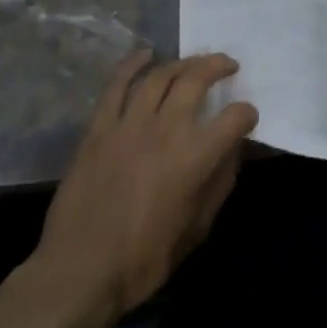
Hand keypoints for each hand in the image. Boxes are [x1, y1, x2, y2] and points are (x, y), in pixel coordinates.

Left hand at [28, 50, 258, 317]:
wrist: (79, 273)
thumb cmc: (143, 260)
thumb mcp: (196, 230)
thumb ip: (219, 185)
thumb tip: (232, 152)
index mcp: (195, 156)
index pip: (234, 118)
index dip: (246, 114)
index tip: (247, 117)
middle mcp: (166, 128)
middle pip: (197, 79)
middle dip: (218, 66)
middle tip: (228, 66)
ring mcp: (129, 123)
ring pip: (160, 75)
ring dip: (182, 63)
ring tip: (193, 62)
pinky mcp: (99, 128)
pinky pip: (117, 85)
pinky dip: (132, 64)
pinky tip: (146, 55)